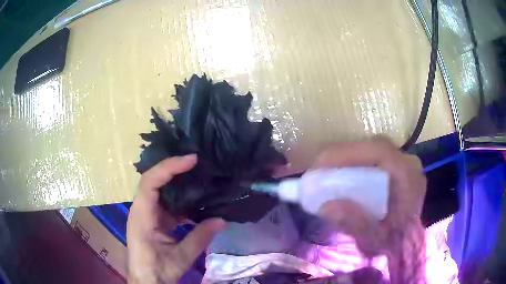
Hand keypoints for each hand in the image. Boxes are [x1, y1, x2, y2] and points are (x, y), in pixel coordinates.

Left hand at [127, 155, 225, 283]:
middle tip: (196, 161)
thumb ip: (200, 237)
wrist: (146, 281)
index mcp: (142, 216)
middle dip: (173, 168)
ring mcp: (146, 213)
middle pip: (153, 180)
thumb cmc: (158, 270)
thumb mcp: (181, 257)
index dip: (169, 167)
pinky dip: (178, 197)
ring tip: (197, 173)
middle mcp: (141, 209)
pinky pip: (164, 202)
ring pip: (159, 189)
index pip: (150, 182)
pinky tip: (193, 198)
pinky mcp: (152, 219)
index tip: (191, 160)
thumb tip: (223, 220)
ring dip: (176, 180)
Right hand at [313, 136, 426, 256]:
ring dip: (348, 159)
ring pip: (372, 151)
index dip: (349, 153)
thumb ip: (355, 224)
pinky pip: (373, 159)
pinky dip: (355, 164)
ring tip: (326, 173)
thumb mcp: (374, 241)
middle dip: (343, 155)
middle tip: (318, 169)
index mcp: (409, 178)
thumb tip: (326, 206)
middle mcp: (408, 164)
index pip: (380, 152)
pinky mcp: (396, 167)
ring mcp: (403, 164)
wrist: (408, 241)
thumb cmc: (394, 242)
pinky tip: (343, 177)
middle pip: (373, 148)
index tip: (321, 164)